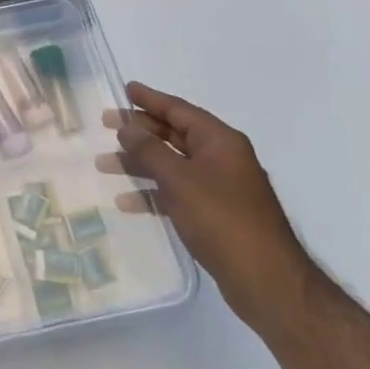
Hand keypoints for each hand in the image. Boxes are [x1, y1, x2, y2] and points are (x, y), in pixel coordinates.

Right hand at [105, 82, 316, 332]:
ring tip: (104, 164)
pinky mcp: (215, 215)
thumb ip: (149, 150)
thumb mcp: (179, 179)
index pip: (180, 110)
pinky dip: (152, 193)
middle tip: (106, 124)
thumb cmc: (222, 219)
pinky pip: (176, 193)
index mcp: (221, 142)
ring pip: (172, 165)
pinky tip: (126, 202)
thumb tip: (127, 126)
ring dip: (139, 163)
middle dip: (140, 131)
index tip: (125, 89)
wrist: (265, 280)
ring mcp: (220, 188)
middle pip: (174, 135)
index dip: (151, 99)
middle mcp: (222, 159)